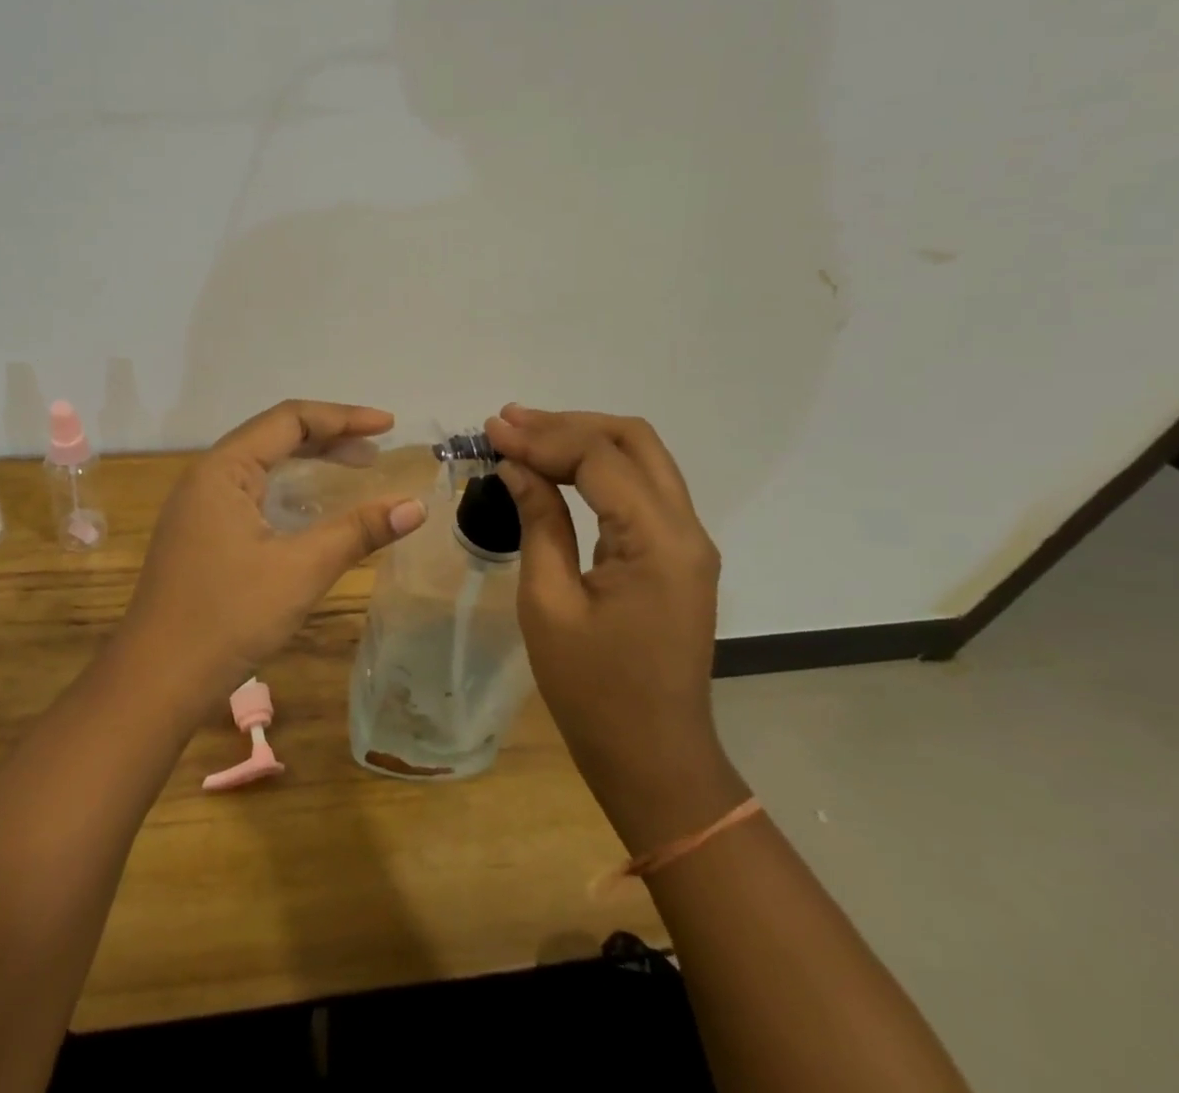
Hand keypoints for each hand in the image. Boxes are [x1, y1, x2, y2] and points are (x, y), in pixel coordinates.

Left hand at [123, 400, 427, 711]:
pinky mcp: (200, 534)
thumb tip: (416, 506)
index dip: (343, 417)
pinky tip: (312, 508)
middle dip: (329, 437)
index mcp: (223, 469)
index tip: (389, 426)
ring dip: (309, 462)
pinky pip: (251, 492)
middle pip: (274, 436)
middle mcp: (207, 476)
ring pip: (262, 465)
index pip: (289, 419)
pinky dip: (288, 489)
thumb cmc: (229, 616)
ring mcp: (198, 506)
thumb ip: (358, 532)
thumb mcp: (301, 570)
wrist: (157, 679)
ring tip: (356, 468)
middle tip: (378, 450)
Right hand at [484, 405, 735, 839]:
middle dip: (567, 424)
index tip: (491, 430)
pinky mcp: (676, 554)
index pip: (600, 459)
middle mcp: (685, 529)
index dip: (542, 437)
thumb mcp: (549, 602)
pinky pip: (640, 488)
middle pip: (632, 441)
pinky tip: (555, 467)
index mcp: (658, 542)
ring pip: (640, 457)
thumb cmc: (592, 689)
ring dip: (583, 439)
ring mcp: (687, 541)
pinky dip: (596, 468)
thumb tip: (514, 466)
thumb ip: (538, 522)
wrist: (653, 756)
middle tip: (508, 423)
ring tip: (524, 432)